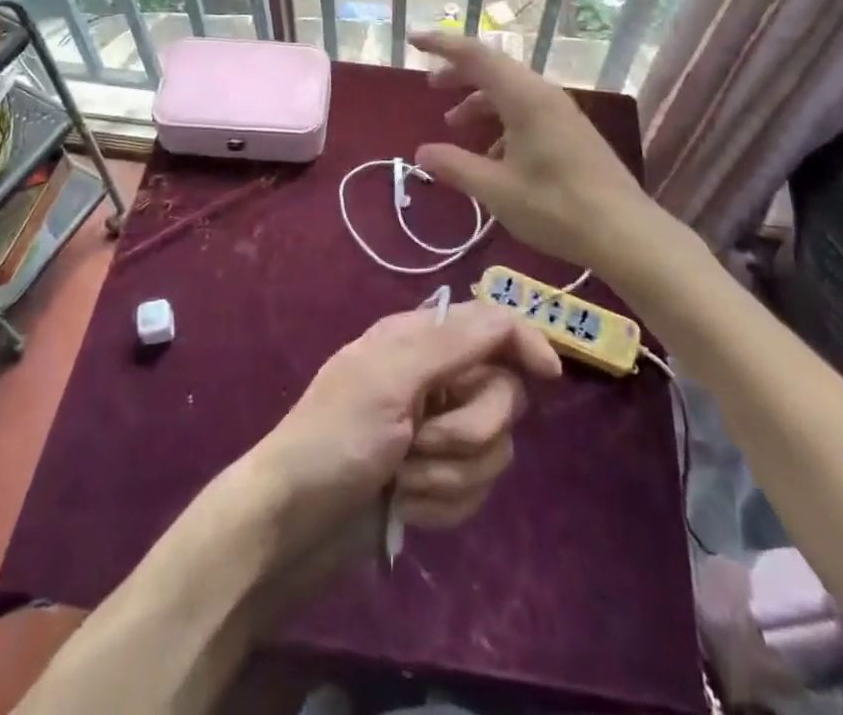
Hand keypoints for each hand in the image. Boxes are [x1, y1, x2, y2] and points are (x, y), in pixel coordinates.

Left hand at [244, 301, 560, 576]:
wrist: (294, 523)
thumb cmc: (335, 436)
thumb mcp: (390, 377)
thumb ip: (452, 342)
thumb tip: (511, 320)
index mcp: (420, 339)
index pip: (492, 324)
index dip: (525, 342)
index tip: (549, 375)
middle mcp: (436, 379)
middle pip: (502, 396)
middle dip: (467, 431)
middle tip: (419, 442)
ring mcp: (437, 432)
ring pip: (493, 449)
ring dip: (449, 475)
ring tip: (402, 480)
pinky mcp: (438, 480)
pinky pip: (475, 489)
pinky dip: (442, 503)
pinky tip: (405, 505)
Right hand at [411, 29, 652, 272]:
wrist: (626, 232)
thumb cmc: (556, 207)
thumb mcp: (496, 189)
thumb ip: (455, 166)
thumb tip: (421, 152)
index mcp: (524, 98)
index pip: (475, 55)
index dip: (442, 45)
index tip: (413, 40)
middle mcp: (544, 95)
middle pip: (494, 70)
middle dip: (459, 74)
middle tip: (431, 87)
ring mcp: (561, 113)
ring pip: (511, 93)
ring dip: (480, 103)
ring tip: (455, 127)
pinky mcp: (571, 133)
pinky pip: (527, 112)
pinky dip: (501, 123)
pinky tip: (492, 158)